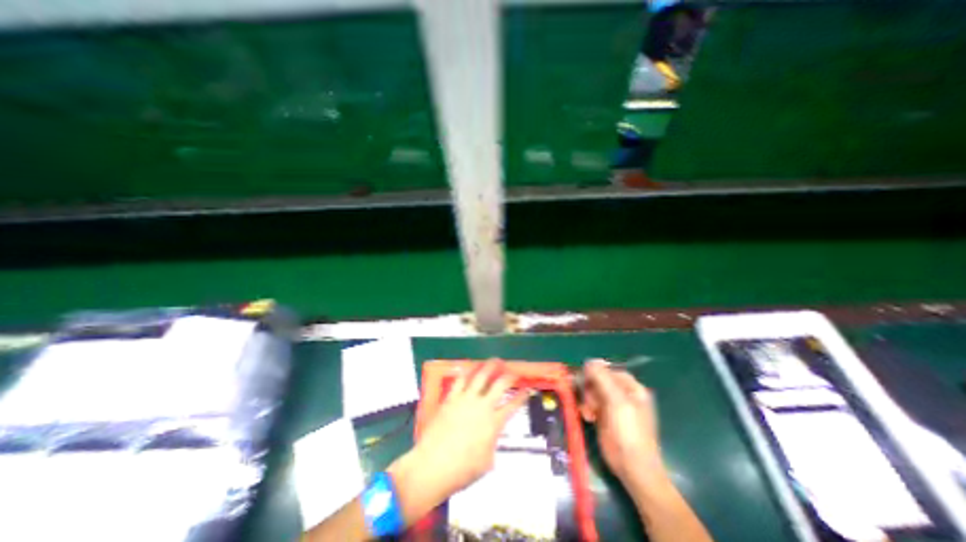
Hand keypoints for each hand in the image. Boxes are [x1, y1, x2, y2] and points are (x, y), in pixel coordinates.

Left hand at [388, 362, 531, 523]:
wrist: (433, 466)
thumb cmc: (462, 470)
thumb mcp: (486, 461)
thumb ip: (492, 442)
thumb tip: (491, 435)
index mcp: (494, 423)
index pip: (513, 405)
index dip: (522, 396)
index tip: (527, 389)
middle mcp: (482, 406)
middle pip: (500, 384)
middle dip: (509, 375)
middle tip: (513, 371)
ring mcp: (466, 399)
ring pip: (481, 376)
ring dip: (489, 366)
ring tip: (495, 360)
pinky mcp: (451, 398)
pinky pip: (460, 380)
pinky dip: (466, 372)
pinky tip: (469, 367)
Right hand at [580, 359, 664, 485]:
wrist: (632, 468)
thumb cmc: (628, 431)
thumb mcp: (616, 401)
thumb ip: (602, 378)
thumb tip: (589, 361)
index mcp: (632, 388)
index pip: (609, 370)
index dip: (595, 373)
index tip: (584, 379)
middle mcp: (623, 394)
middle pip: (599, 380)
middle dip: (590, 389)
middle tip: (588, 400)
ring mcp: (613, 406)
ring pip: (592, 391)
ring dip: (587, 399)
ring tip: (588, 412)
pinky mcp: (604, 417)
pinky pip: (591, 404)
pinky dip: (587, 408)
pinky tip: (588, 417)